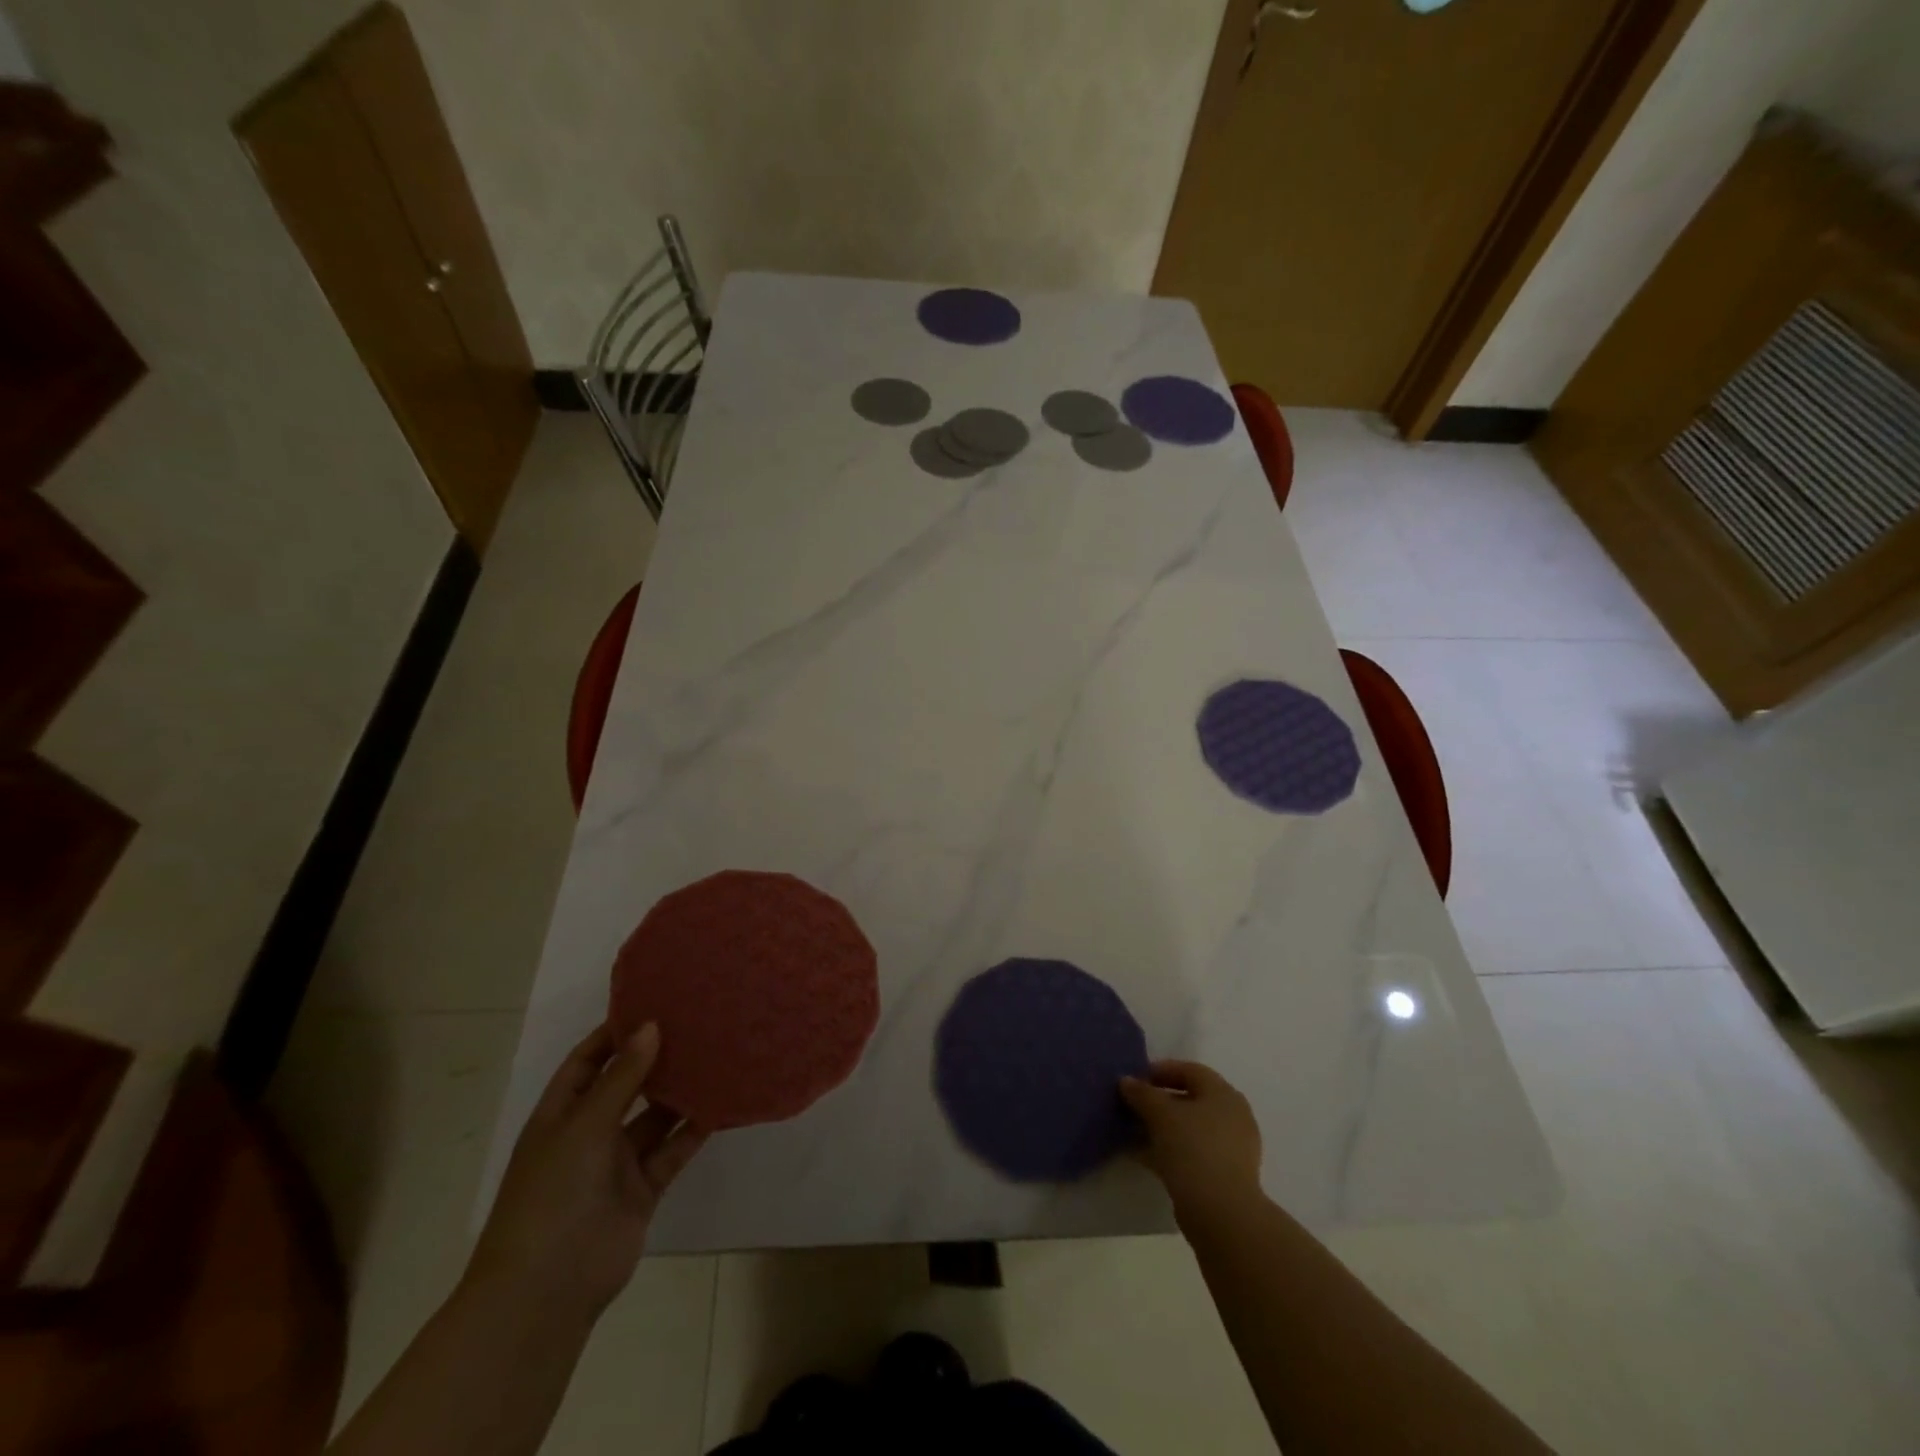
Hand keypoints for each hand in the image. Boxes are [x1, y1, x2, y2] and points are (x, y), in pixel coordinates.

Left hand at [466, 1021, 707, 1321]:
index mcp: (560, 1115)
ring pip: (654, 1117)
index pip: (587, 1061)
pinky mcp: (643, 1189)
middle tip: (696, 1023)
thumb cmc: (552, 1195)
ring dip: (680, 1092)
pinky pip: (672, 1150)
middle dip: (655, 1058)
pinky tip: (721, 1104)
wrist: (547, 1290)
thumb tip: (651, 1026)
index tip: (653, 1003)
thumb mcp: (583, 1126)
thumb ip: (622, 1077)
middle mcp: (588, 1133)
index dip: (615, 1033)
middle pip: (625, 1085)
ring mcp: (616, 1164)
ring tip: (716, 1054)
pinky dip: (693, 1129)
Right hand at [1120, 1060, 1263, 1216]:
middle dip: (1157, 1102)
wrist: (1221, 1213)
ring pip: (1188, 1129)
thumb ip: (1141, 1093)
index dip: (1159, 1071)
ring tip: (1131, 1131)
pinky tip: (1141, 1156)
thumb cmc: (1193, 1149)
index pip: (1189, 1071)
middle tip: (1131, 1105)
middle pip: (1189, 1100)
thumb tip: (1126, 1080)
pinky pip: (1190, 1152)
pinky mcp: (1223, 1175)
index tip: (1134, 1080)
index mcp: (1223, 1094)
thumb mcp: (1160, 1114)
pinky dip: (1168, 1150)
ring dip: (1160, 1128)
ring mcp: (1230, 1148)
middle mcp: (1232, 1116)